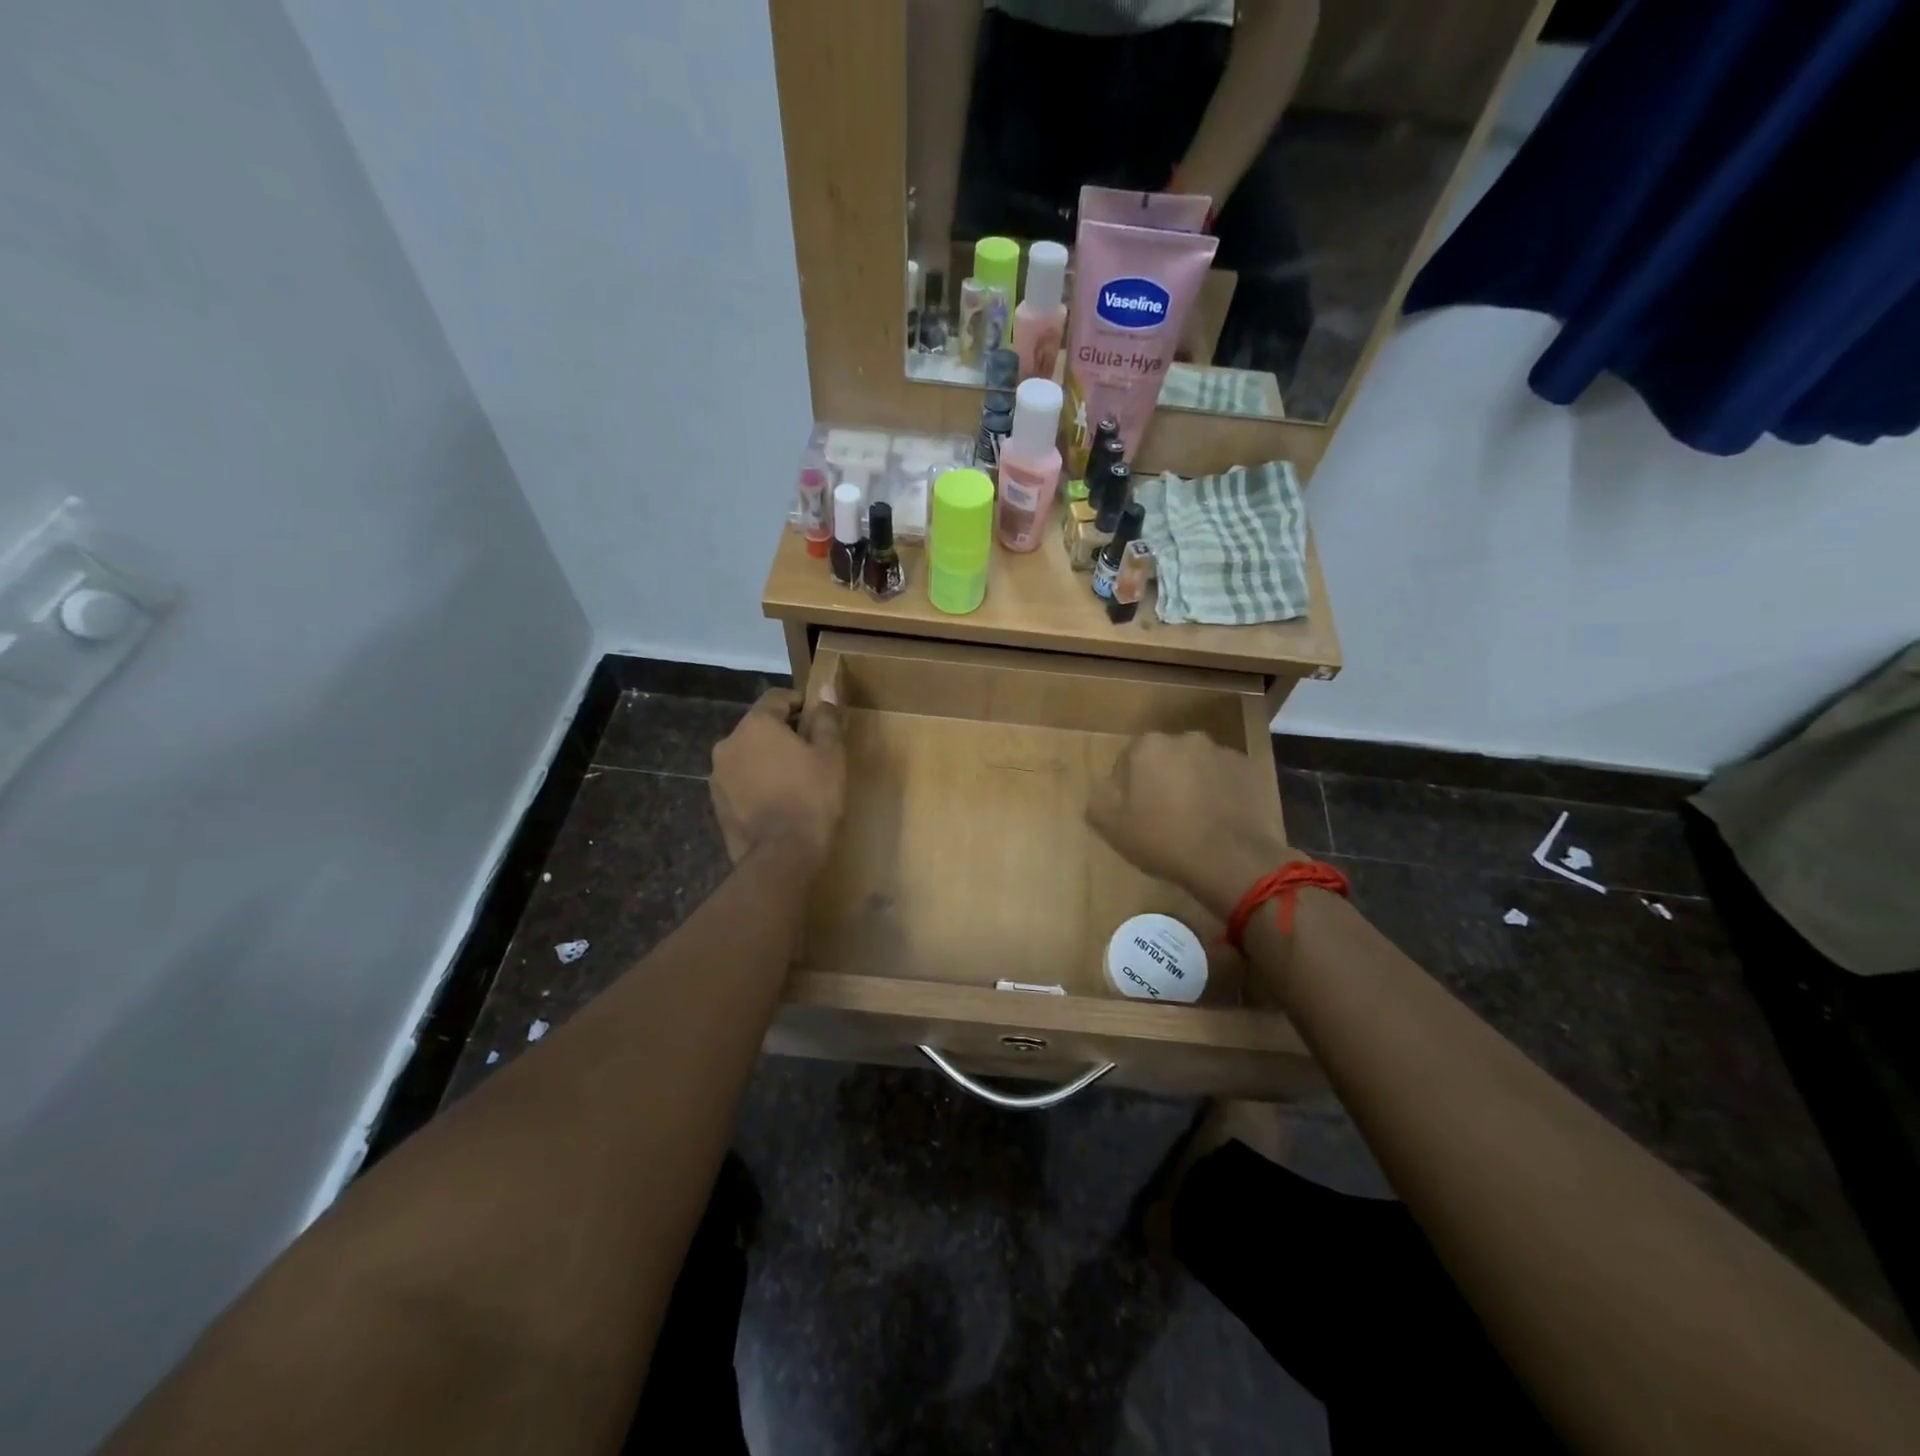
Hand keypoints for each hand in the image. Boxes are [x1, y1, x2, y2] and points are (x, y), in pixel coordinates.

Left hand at [710, 687, 845, 870]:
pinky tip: (777, 801)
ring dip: (767, 759)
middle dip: (783, 733)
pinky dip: (757, 782)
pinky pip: (740, 781)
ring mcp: (718, 774)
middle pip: (760, 726)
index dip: (800, 702)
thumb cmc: (812, 798)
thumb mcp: (831, 755)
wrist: (781, 856)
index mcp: (756, 725)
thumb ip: (826, 719)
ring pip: (748, 754)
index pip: (777, 697)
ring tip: (794, 780)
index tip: (819, 718)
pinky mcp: (717, 802)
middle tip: (812, 752)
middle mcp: (729, 743)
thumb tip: (826, 692)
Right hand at [1086, 731, 1301, 919]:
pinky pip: (1224, 779)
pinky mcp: (1250, 771)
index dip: (1126, 789)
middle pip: (1164, 759)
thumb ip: (1099, 797)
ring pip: (1196, 767)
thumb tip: (1107, 788)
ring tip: (1194, 821)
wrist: (1230, 859)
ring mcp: (1222, 752)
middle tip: (1162, 817)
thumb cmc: (1163, 838)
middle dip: (1161, 780)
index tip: (1132, 815)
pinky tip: (1217, 821)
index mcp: (1148, 745)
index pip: (1127, 761)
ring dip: (1191, 785)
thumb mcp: (1109, 824)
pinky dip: (1219, 793)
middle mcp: (1186, 738)